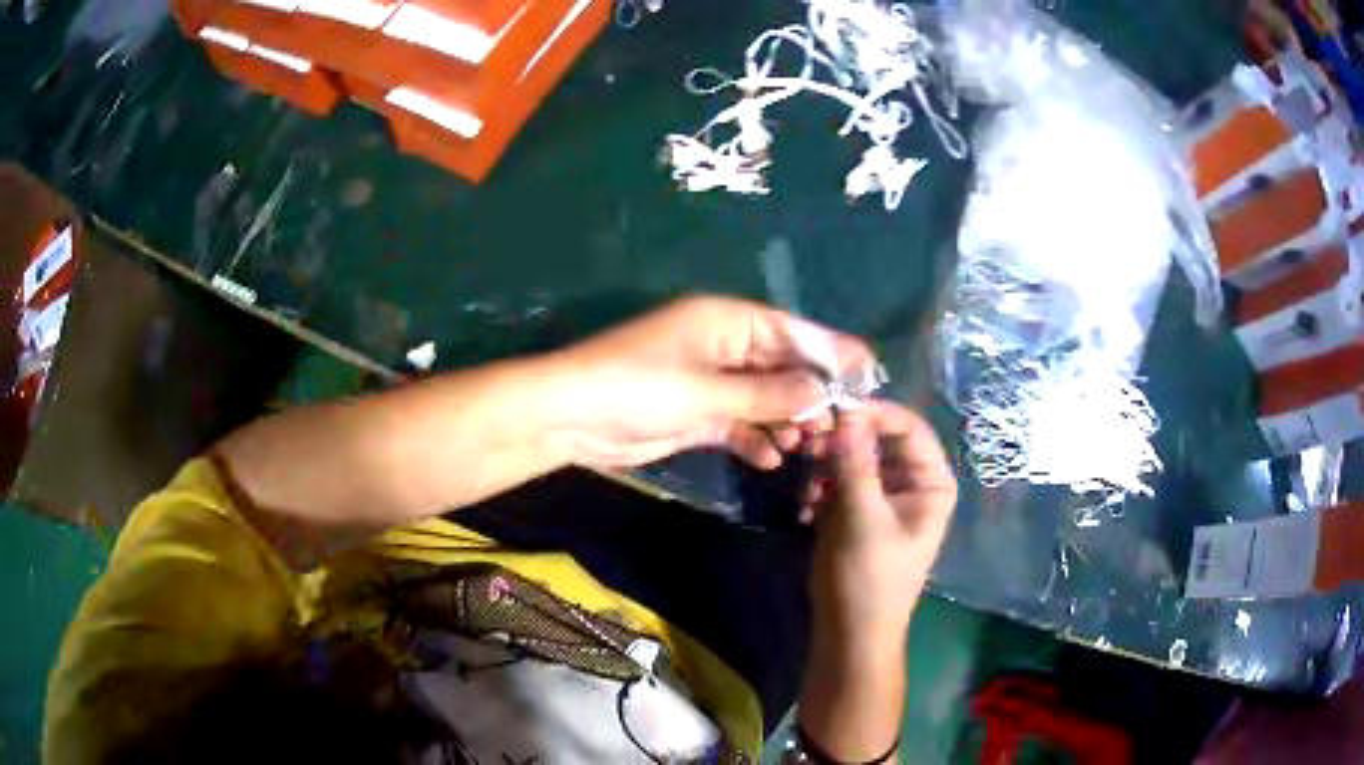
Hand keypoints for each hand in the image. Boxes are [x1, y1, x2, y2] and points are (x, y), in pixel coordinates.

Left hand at [552, 295, 871, 468]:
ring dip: (785, 420)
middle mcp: (723, 345)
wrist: (570, 417)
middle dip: (810, 394)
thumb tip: (821, 396)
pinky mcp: (697, 413)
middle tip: (840, 426)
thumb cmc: (636, 388)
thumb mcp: (705, 390)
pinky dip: (755, 437)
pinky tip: (770, 458)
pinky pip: (739, 422)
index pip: (791, 331)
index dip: (831, 350)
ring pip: (764, 397)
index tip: (869, 372)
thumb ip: (765, 395)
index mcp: (726, 321)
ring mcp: (710, 380)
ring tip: (808, 447)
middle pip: (782, 366)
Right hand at [806, 401, 956, 647]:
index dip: (874, 413)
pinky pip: (838, 481)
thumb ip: (855, 462)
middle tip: (808, 445)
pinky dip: (820, 488)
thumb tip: (845, 411)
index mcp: (931, 482)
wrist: (849, 631)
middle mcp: (911, 483)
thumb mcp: (862, 517)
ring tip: (806, 489)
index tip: (833, 409)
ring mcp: (882, 497)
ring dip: (826, 466)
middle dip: (842, 442)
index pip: (908, 427)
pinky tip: (804, 508)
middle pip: (878, 440)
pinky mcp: (856, 511)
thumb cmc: (869, 577)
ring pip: (853, 459)